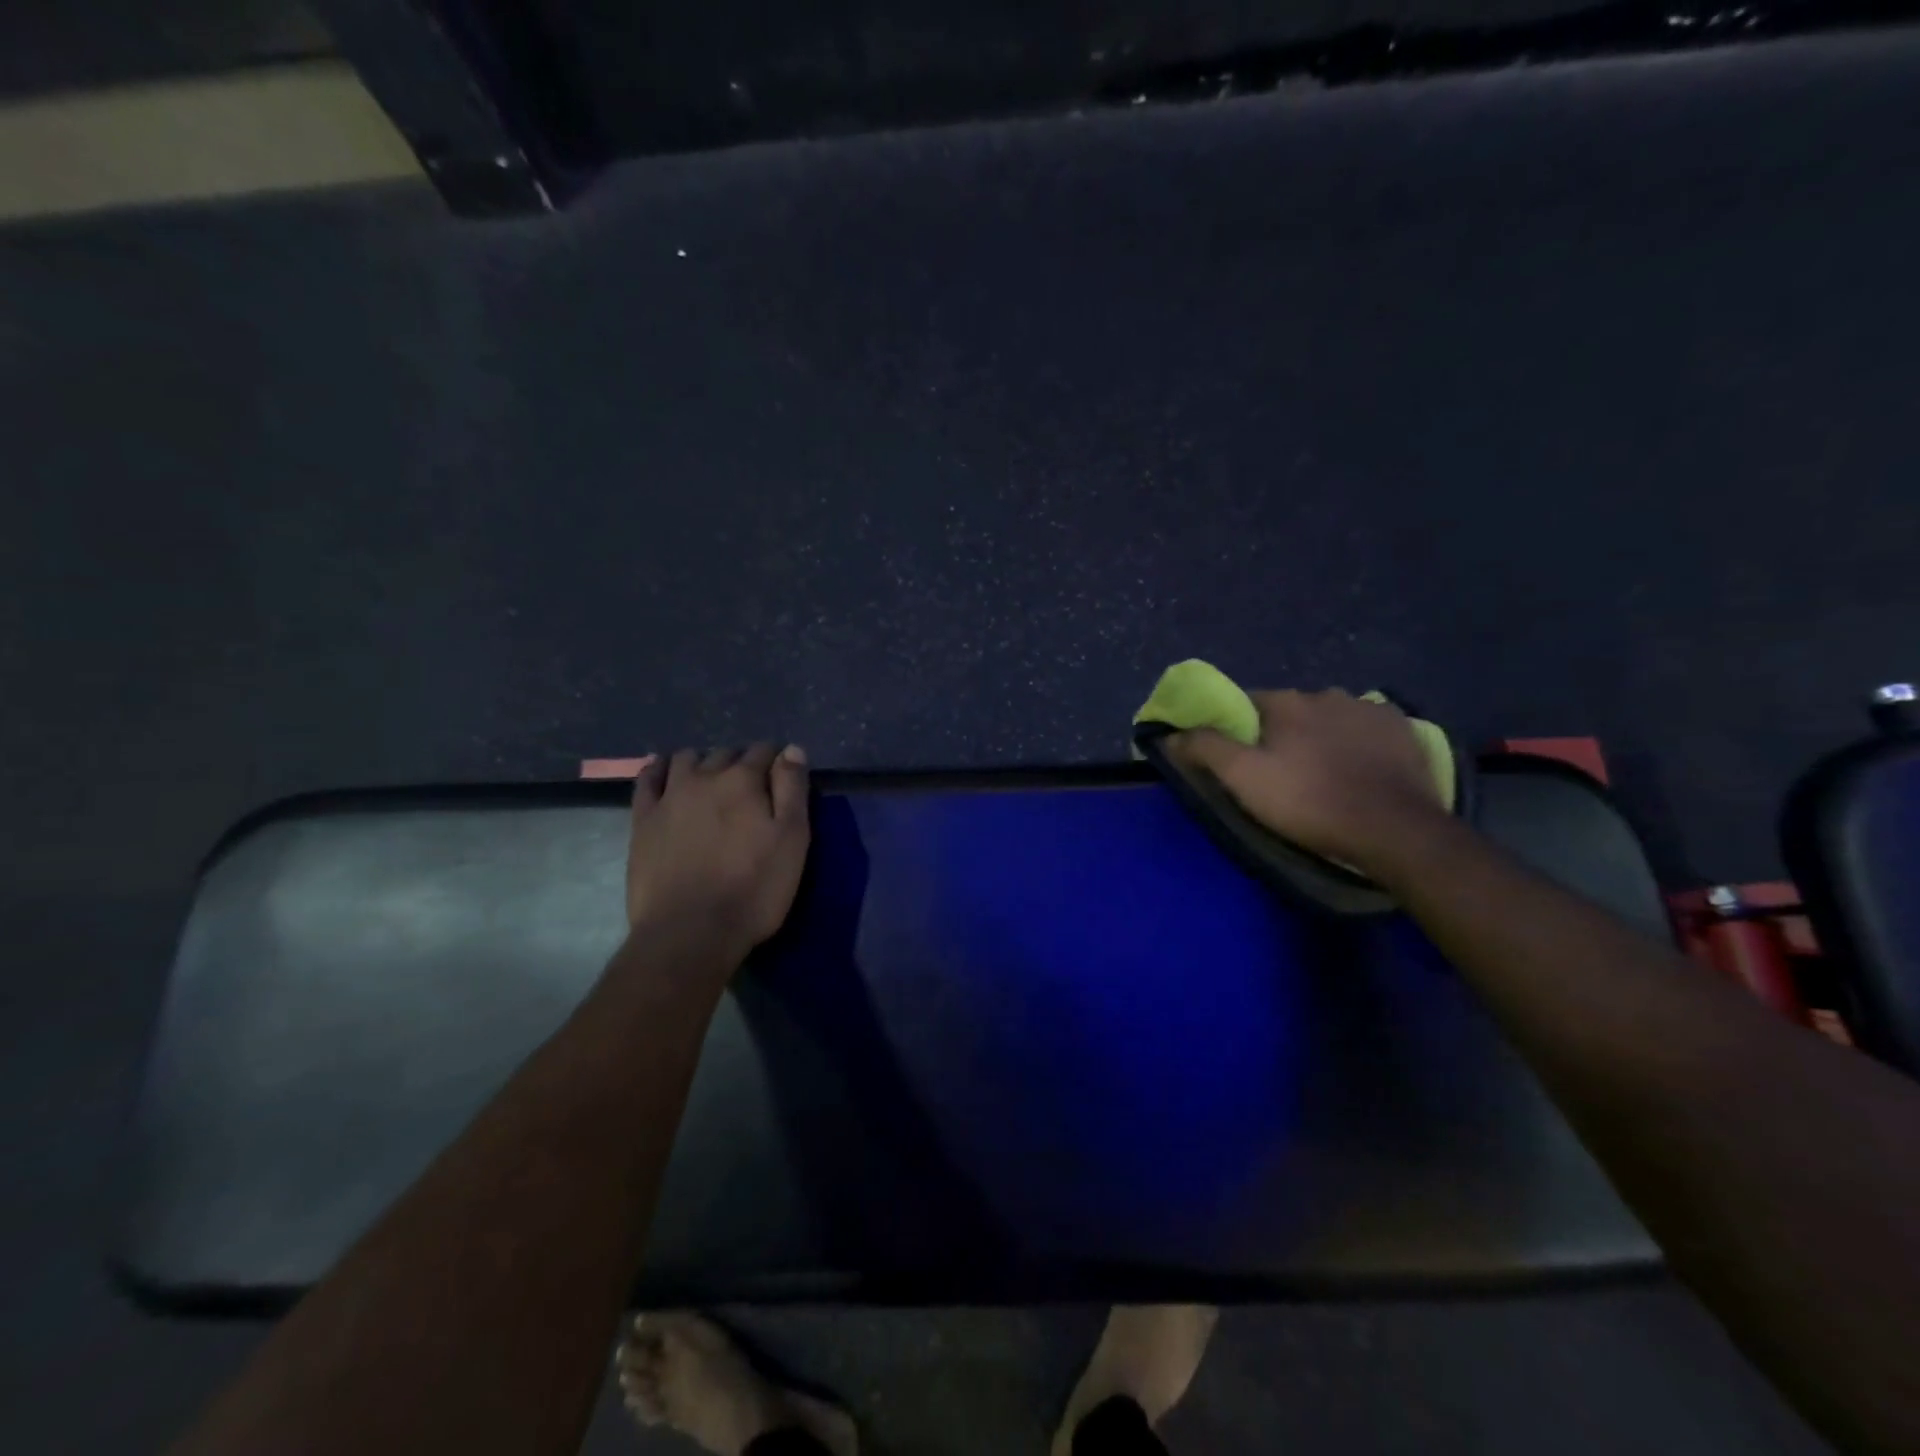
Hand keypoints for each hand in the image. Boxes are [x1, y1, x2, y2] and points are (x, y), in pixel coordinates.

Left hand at [625, 744, 810, 965]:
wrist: (690, 932)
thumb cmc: (753, 889)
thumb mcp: (792, 840)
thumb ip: (793, 790)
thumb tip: (792, 749)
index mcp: (744, 781)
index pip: (764, 752)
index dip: (777, 759)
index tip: (783, 775)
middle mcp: (704, 777)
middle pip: (725, 753)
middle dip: (741, 761)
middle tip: (751, 786)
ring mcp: (669, 796)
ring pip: (686, 759)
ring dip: (703, 762)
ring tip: (711, 781)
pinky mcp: (642, 819)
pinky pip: (647, 779)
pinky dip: (658, 769)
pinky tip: (664, 773)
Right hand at [1170, 689, 1447, 877]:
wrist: (1394, 830)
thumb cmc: (1309, 802)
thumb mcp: (1243, 780)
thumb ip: (1205, 748)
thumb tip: (1171, 732)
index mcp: (1286, 702)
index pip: (1246, 703)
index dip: (1237, 729)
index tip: (1238, 758)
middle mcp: (1327, 694)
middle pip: (1290, 711)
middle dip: (1281, 733)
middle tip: (1279, 773)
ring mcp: (1371, 709)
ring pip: (1330, 718)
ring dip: (1321, 736)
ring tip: (1322, 774)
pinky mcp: (1403, 730)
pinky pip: (1366, 729)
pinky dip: (1357, 743)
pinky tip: (1357, 770)